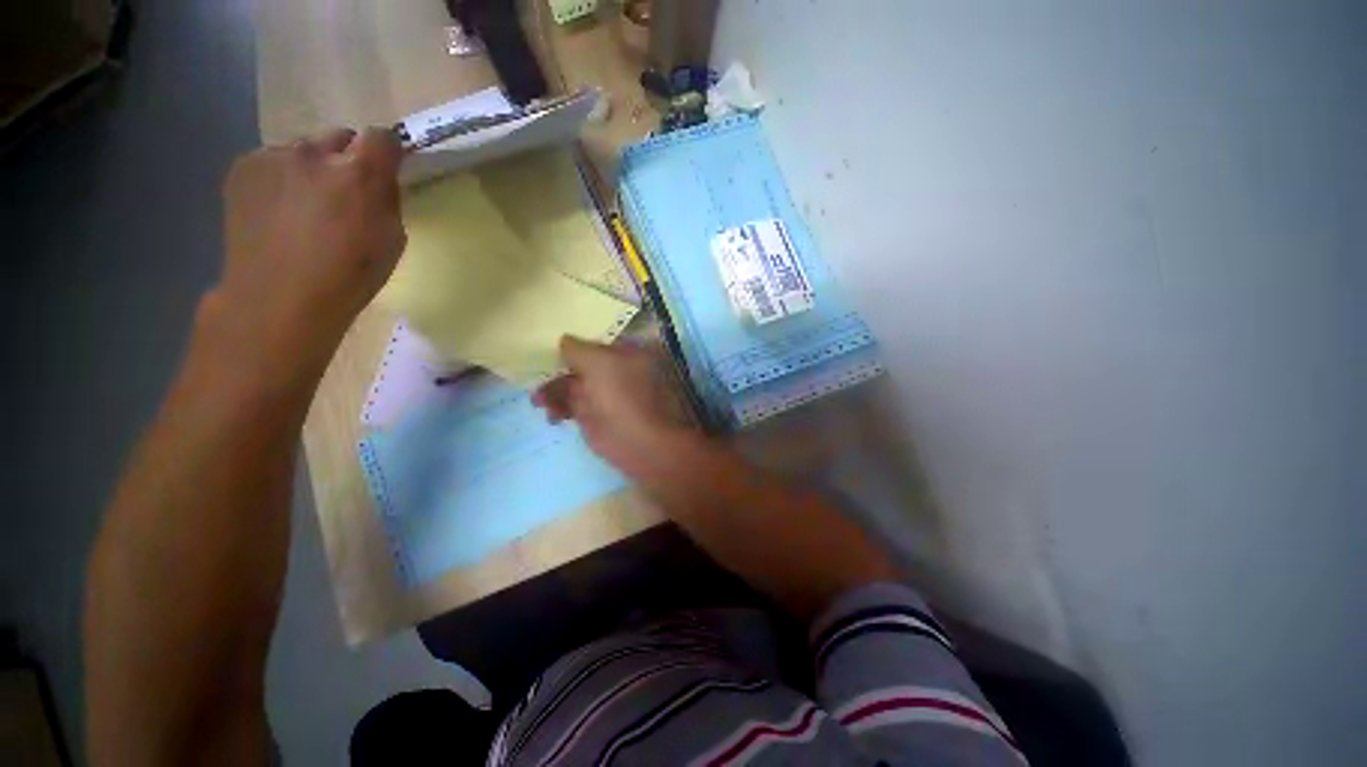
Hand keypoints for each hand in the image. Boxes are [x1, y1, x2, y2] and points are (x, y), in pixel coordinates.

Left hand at [202, 127, 405, 386]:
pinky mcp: (242, 167)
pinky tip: (279, 210)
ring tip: (305, 206)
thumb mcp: (392, 239)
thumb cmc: (349, 275)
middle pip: (339, 136)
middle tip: (344, 192)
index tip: (386, 167)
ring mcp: (272, 156)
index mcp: (359, 174)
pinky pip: (271, 161)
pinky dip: (281, 177)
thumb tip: (380, 178)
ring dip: (311, 167)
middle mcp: (314, 152)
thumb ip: (387, 199)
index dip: (387, 150)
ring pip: (302, 148)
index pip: (382, 136)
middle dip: (346, 158)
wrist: (278, 297)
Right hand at [533, 336, 699, 478]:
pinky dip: (558, 407)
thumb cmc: (622, 395)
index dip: (573, 343)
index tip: (549, 346)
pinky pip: (571, 405)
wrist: (638, 442)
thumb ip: (577, 349)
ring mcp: (607, 394)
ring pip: (573, 384)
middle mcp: (618, 369)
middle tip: (537, 377)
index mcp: (628, 351)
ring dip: (553, 390)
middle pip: (581, 363)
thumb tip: (563, 341)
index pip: (595, 341)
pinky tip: (552, 415)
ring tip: (538, 402)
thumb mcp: (598, 362)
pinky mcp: (596, 416)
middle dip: (558, 369)